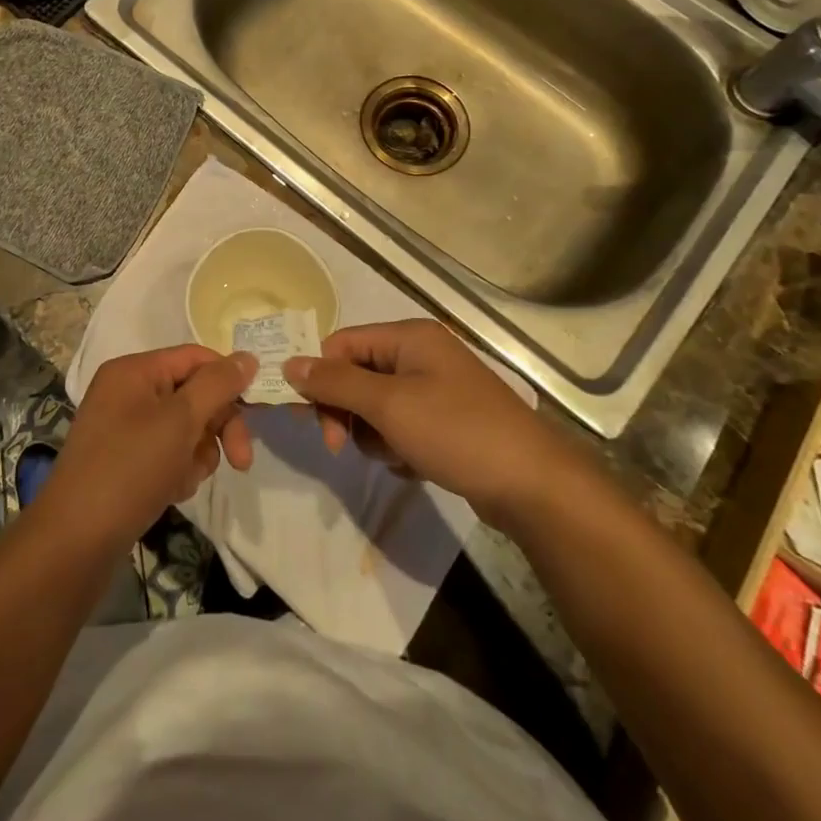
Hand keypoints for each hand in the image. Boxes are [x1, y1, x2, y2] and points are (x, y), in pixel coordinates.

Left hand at [37, 346, 255, 550]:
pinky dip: (178, 470)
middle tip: (240, 461)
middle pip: (193, 394)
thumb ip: (218, 384)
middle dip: (216, 427)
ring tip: (184, 479)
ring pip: (185, 428)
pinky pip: (167, 453)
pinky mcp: (125, 461)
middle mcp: (127, 392)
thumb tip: (248, 357)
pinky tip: (170, 491)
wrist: (75, 542)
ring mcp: (124, 428)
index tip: (256, 411)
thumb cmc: (130, 469)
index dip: (228, 380)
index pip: (195, 357)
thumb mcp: (180, 420)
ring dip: (197, 454)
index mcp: (134, 370)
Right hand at [284, 319, 566, 528]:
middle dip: (346, 410)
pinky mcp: (447, 421)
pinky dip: (397, 445)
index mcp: (409, 336)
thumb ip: (336, 383)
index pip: (342, 344)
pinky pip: (401, 425)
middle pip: (357, 374)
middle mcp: (422, 354)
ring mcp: (437, 388)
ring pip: (376, 405)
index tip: (310, 420)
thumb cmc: (456, 431)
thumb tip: (288, 363)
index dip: (321, 378)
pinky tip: (412, 464)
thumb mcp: (389, 405)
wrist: (532, 484)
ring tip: (394, 454)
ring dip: (372, 432)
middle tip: (341, 446)